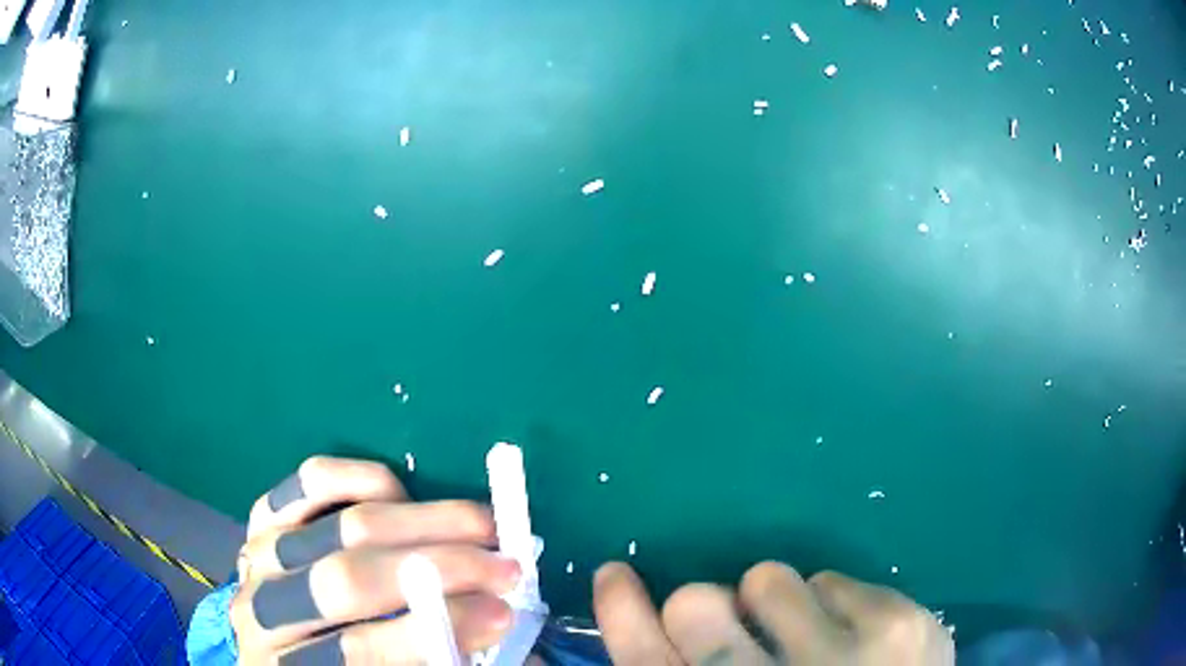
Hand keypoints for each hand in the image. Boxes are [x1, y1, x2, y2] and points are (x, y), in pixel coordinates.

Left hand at [230, 456, 521, 663]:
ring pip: (341, 525)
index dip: (433, 629)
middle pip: (348, 580)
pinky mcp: (265, 516)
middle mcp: (264, 610)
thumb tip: (494, 620)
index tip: (502, 614)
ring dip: (424, 521)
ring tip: (482, 527)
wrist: (285, 650)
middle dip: (440, 569)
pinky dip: (365, 477)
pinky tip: (405, 495)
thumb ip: (430, 658)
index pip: (360, 650)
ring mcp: (259, 555)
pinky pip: (313, 480)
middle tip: (505, 566)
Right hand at [593, 561, 953, 664]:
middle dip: (703, 610)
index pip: (641, 659)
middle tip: (731, 631)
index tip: (615, 575)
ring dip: (772, 603)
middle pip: (696, 605)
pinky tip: (854, 642)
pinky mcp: (900, 623)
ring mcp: (844, 653)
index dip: (620, 611)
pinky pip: (833, 579)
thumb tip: (626, 639)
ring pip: (768, 577)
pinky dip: (832, 605)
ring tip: (801, 639)